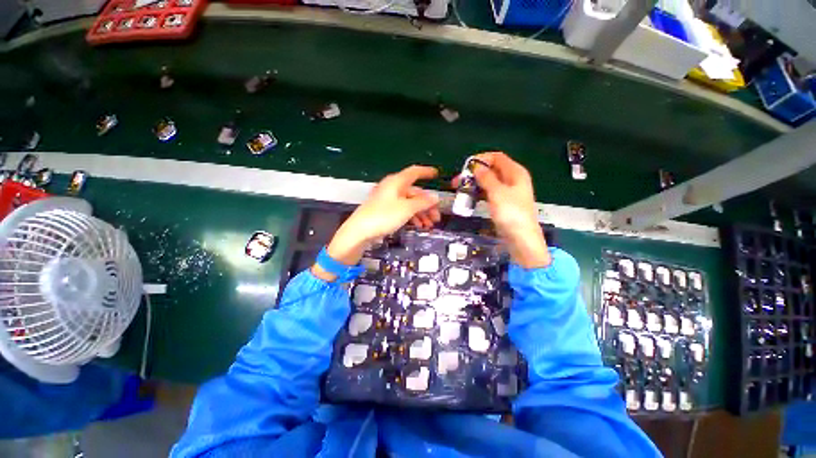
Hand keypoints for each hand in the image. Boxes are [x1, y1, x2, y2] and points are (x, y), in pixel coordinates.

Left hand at [314, 165, 440, 278]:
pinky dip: (412, 217)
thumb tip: (435, 197)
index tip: (436, 174)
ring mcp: (388, 200)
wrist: (360, 231)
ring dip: (421, 213)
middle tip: (437, 216)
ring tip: (429, 225)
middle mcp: (393, 189)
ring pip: (409, 203)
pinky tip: (418, 225)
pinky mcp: (385, 211)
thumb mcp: (406, 209)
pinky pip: (403, 210)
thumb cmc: (383, 216)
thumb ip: (422, 202)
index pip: (414, 172)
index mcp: (396, 182)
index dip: (426, 172)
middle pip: (414, 193)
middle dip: (427, 204)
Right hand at [454, 152, 549, 268]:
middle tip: (457, 181)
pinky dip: (478, 193)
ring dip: (474, 184)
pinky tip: (468, 198)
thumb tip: (476, 166)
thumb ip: (486, 177)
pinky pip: (488, 193)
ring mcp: (507, 192)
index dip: (481, 159)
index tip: (465, 168)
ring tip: (458, 190)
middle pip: (491, 169)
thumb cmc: (511, 214)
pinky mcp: (501, 203)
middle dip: (474, 173)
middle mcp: (512, 179)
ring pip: (488, 182)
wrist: (521, 239)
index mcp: (515, 172)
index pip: (496, 157)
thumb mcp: (497, 193)